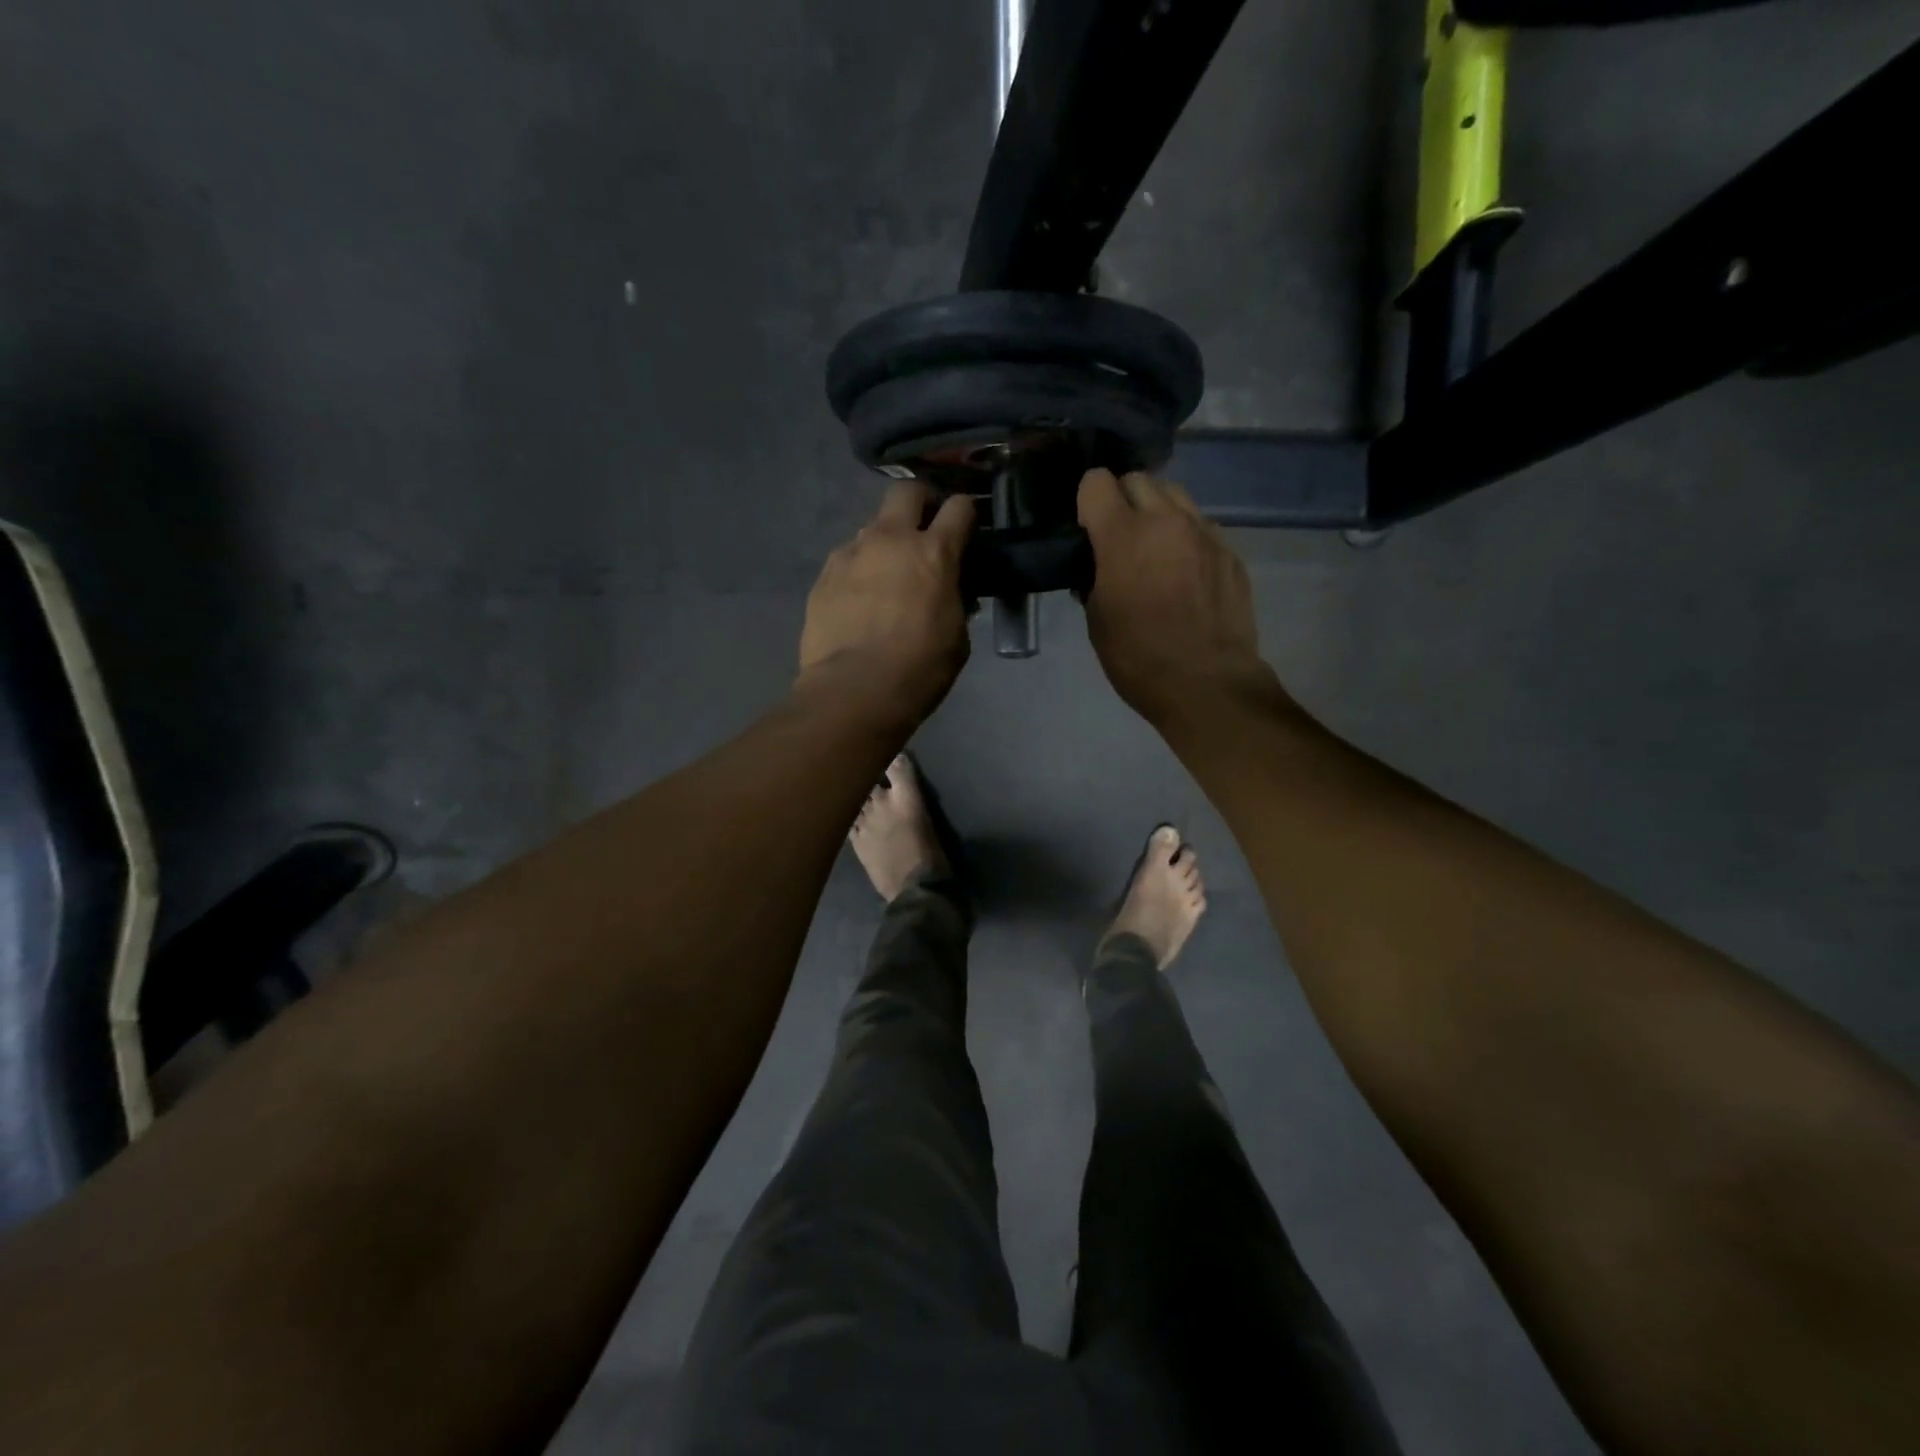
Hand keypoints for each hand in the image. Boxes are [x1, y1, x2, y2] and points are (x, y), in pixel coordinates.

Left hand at [798, 482, 976, 721]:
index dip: (967, 512)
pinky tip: (858, 601)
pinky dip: (858, 572)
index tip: (967, 525)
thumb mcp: (957, 636)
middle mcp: (890, 540)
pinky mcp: (823, 576)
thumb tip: (946, 591)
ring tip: (885, 577)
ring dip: (884, 544)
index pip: (959, 508)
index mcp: (934, 553)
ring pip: (871, 528)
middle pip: (906, 492)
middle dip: (920, 501)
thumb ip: (954, 601)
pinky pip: (846, 560)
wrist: (854, 691)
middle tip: (924, 528)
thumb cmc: (919, 669)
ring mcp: (851, 554)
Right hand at [1078, 469, 1281, 726]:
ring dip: (1158, 512)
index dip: (1087, 500)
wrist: (1206, 684)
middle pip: (1139, 480)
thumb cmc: (1139, 658)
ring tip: (1154, 548)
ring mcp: (1204, 533)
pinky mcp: (1230, 552)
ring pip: (1176, 495)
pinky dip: (1186, 537)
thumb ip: (1094, 578)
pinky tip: (1184, 573)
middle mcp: (1166, 521)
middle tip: (1119, 536)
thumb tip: (1096, 566)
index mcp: (1123, 536)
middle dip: (1123, 499)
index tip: (1087, 527)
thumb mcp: (1097, 620)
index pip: (1097, 481)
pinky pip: (1201, 526)